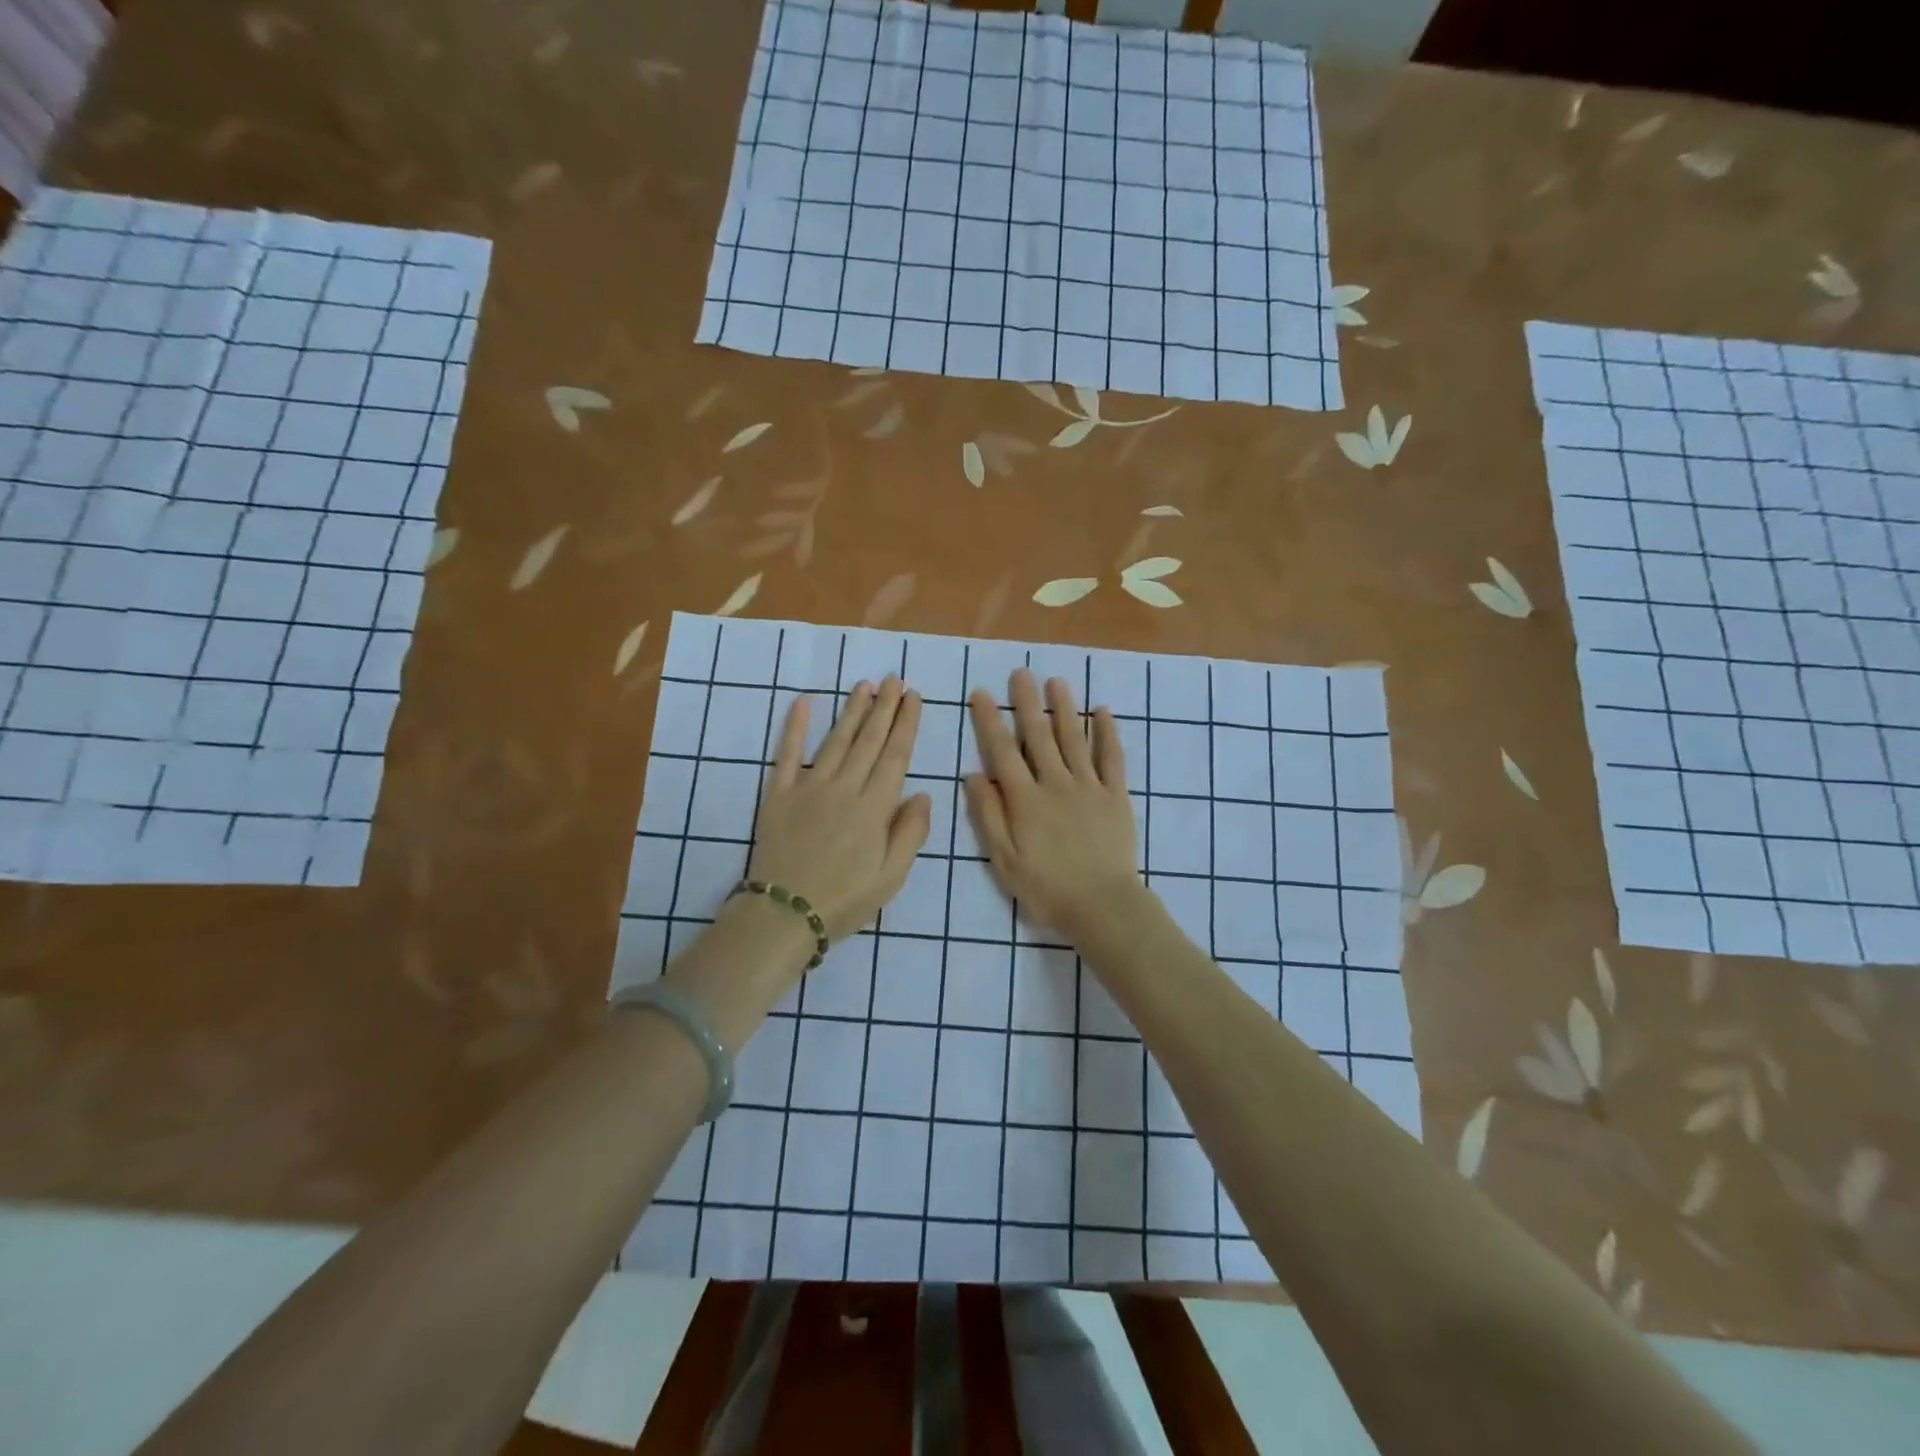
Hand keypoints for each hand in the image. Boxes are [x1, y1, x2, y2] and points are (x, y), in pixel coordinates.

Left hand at [749, 677, 931, 941]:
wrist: (784, 914)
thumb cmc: (845, 900)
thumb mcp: (892, 877)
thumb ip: (911, 833)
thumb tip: (924, 795)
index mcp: (874, 807)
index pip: (895, 755)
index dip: (906, 724)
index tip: (914, 697)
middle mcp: (844, 787)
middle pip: (868, 740)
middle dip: (884, 707)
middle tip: (894, 679)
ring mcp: (809, 787)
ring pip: (836, 740)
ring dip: (852, 710)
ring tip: (864, 685)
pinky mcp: (778, 794)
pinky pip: (787, 754)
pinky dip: (794, 727)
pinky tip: (803, 702)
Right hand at [964, 670, 1141, 939]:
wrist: (1102, 905)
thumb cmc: (1047, 888)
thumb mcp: (1004, 859)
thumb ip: (988, 816)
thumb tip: (973, 775)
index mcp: (1025, 799)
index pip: (1002, 751)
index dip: (990, 720)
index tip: (982, 693)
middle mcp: (1055, 783)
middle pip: (1039, 736)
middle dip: (1027, 702)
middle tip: (1021, 672)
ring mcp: (1089, 786)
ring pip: (1074, 738)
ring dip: (1064, 708)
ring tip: (1056, 681)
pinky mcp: (1115, 795)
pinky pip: (1112, 758)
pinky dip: (1108, 733)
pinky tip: (1103, 711)